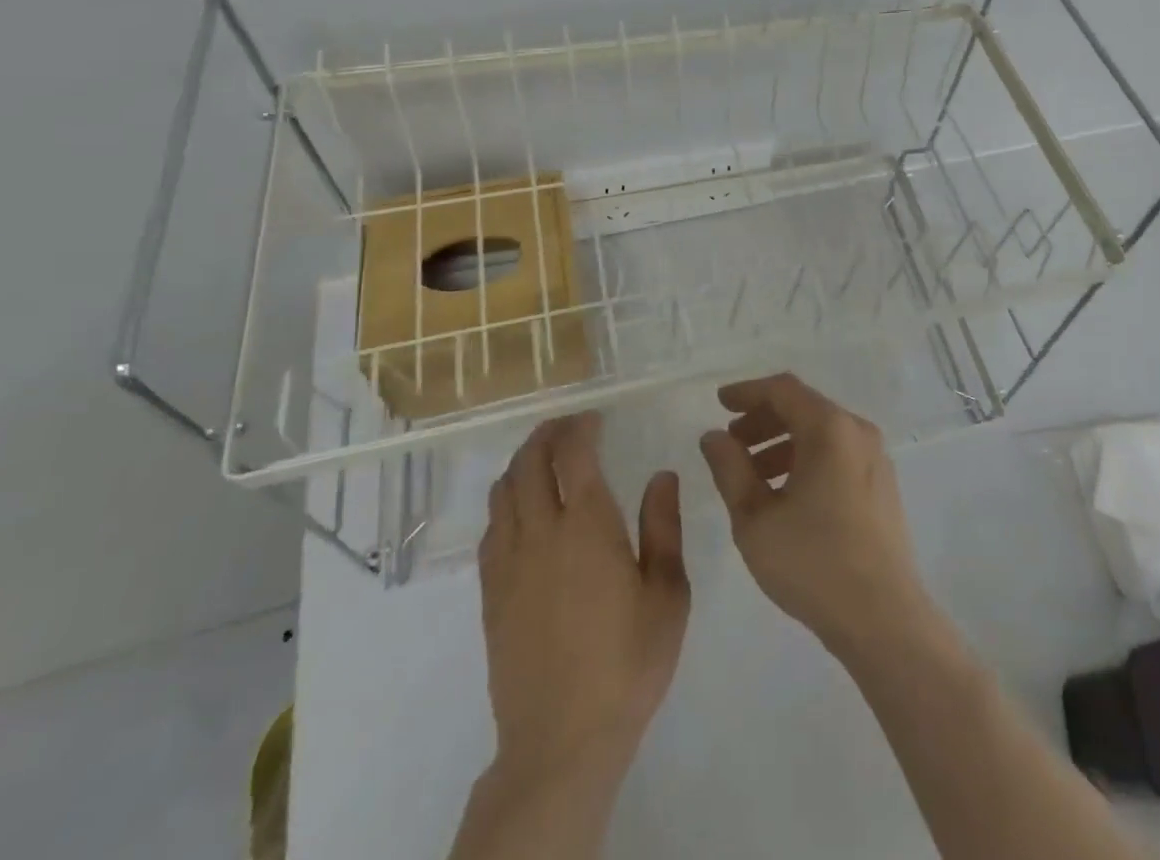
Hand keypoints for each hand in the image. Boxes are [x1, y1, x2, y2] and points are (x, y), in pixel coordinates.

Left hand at [478, 413, 689, 782]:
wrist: (561, 740)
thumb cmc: (628, 662)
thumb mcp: (668, 594)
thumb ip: (663, 527)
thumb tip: (662, 475)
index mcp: (588, 526)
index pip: (575, 455)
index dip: (580, 428)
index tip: (594, 418)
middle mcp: (542, 533)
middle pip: (530, 464)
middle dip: (546, 436)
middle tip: (567, 427)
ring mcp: (509, 565)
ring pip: (504, 493)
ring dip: (522, 464)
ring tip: (543, 459)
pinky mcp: (491, 595)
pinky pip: (491, 530)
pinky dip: (506, 503)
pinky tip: (522, 511)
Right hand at [699, 373, 931, 659]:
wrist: (883, 617)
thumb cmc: (812, 562)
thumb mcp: (755, 518)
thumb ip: (730, 469)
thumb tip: (714, 436)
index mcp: (830, 428)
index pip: (784, 390)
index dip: (748, 392)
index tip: (719, 403)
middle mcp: (857, 431)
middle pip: (804, 408)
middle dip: (763, 420)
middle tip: (731, 444)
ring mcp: (875, 458)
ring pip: (821, 434)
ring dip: (782, 444)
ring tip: (751, 476)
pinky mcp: (882, 484)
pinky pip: (838, 454)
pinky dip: (806, 460)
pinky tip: (785, 494)